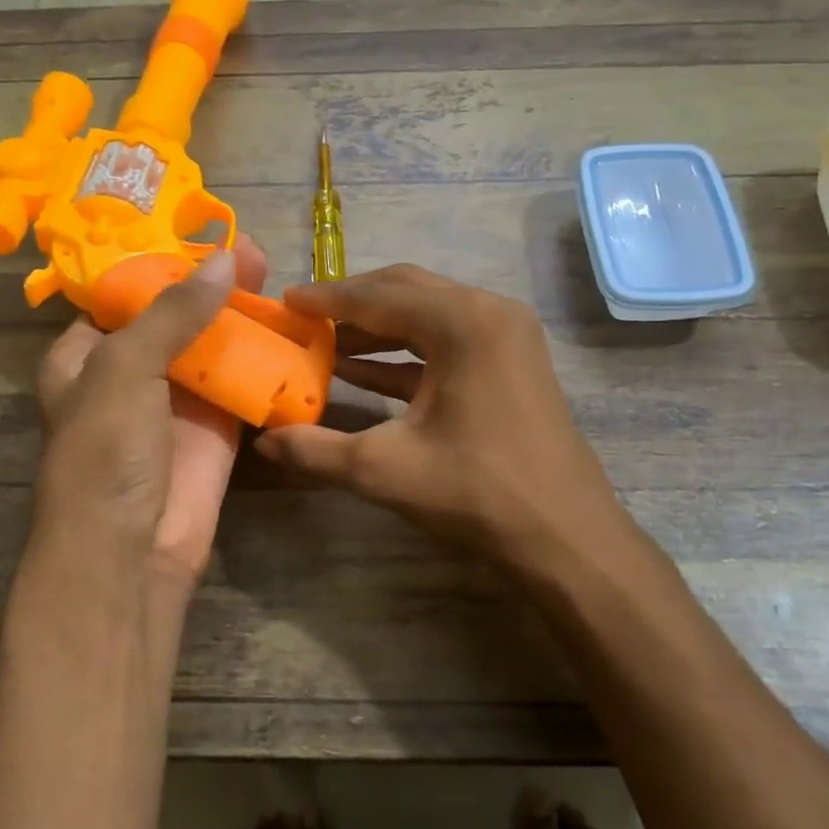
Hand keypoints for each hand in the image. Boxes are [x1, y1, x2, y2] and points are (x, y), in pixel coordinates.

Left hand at [33, 237, 268, 598]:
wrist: (131, 551)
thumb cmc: (106, 451)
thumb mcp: (124, 368)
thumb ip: (173, 312)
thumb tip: (225, 259)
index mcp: (85, 355)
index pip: (120, 296)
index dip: (158, 264)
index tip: (200, 233)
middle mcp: (131, 374)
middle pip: (175, 317)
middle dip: (210, 285)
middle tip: (253, 253)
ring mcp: (177, 403)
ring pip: (213, 348)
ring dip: (241, 317)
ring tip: (275, 277)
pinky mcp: (216, 430)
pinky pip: (242, 386)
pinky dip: (264, 362)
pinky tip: (293, 331)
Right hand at [255, 265, 636, 576]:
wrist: (566, 536)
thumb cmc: (477, 492)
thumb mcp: (384, 470)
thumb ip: (316, 450)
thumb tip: (263, 440)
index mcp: (463, 322)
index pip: (379, 295)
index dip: (326, 298)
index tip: (285, 301)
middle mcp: (490, 313)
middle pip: (406, 292)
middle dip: (352, 305)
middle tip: (303, 318)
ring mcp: (507, 337)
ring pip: (428, 316)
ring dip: (377, 329)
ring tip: (324, 344)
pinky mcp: (512, 363)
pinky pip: (448, 344)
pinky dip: (405, 354)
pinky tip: (363, 371)